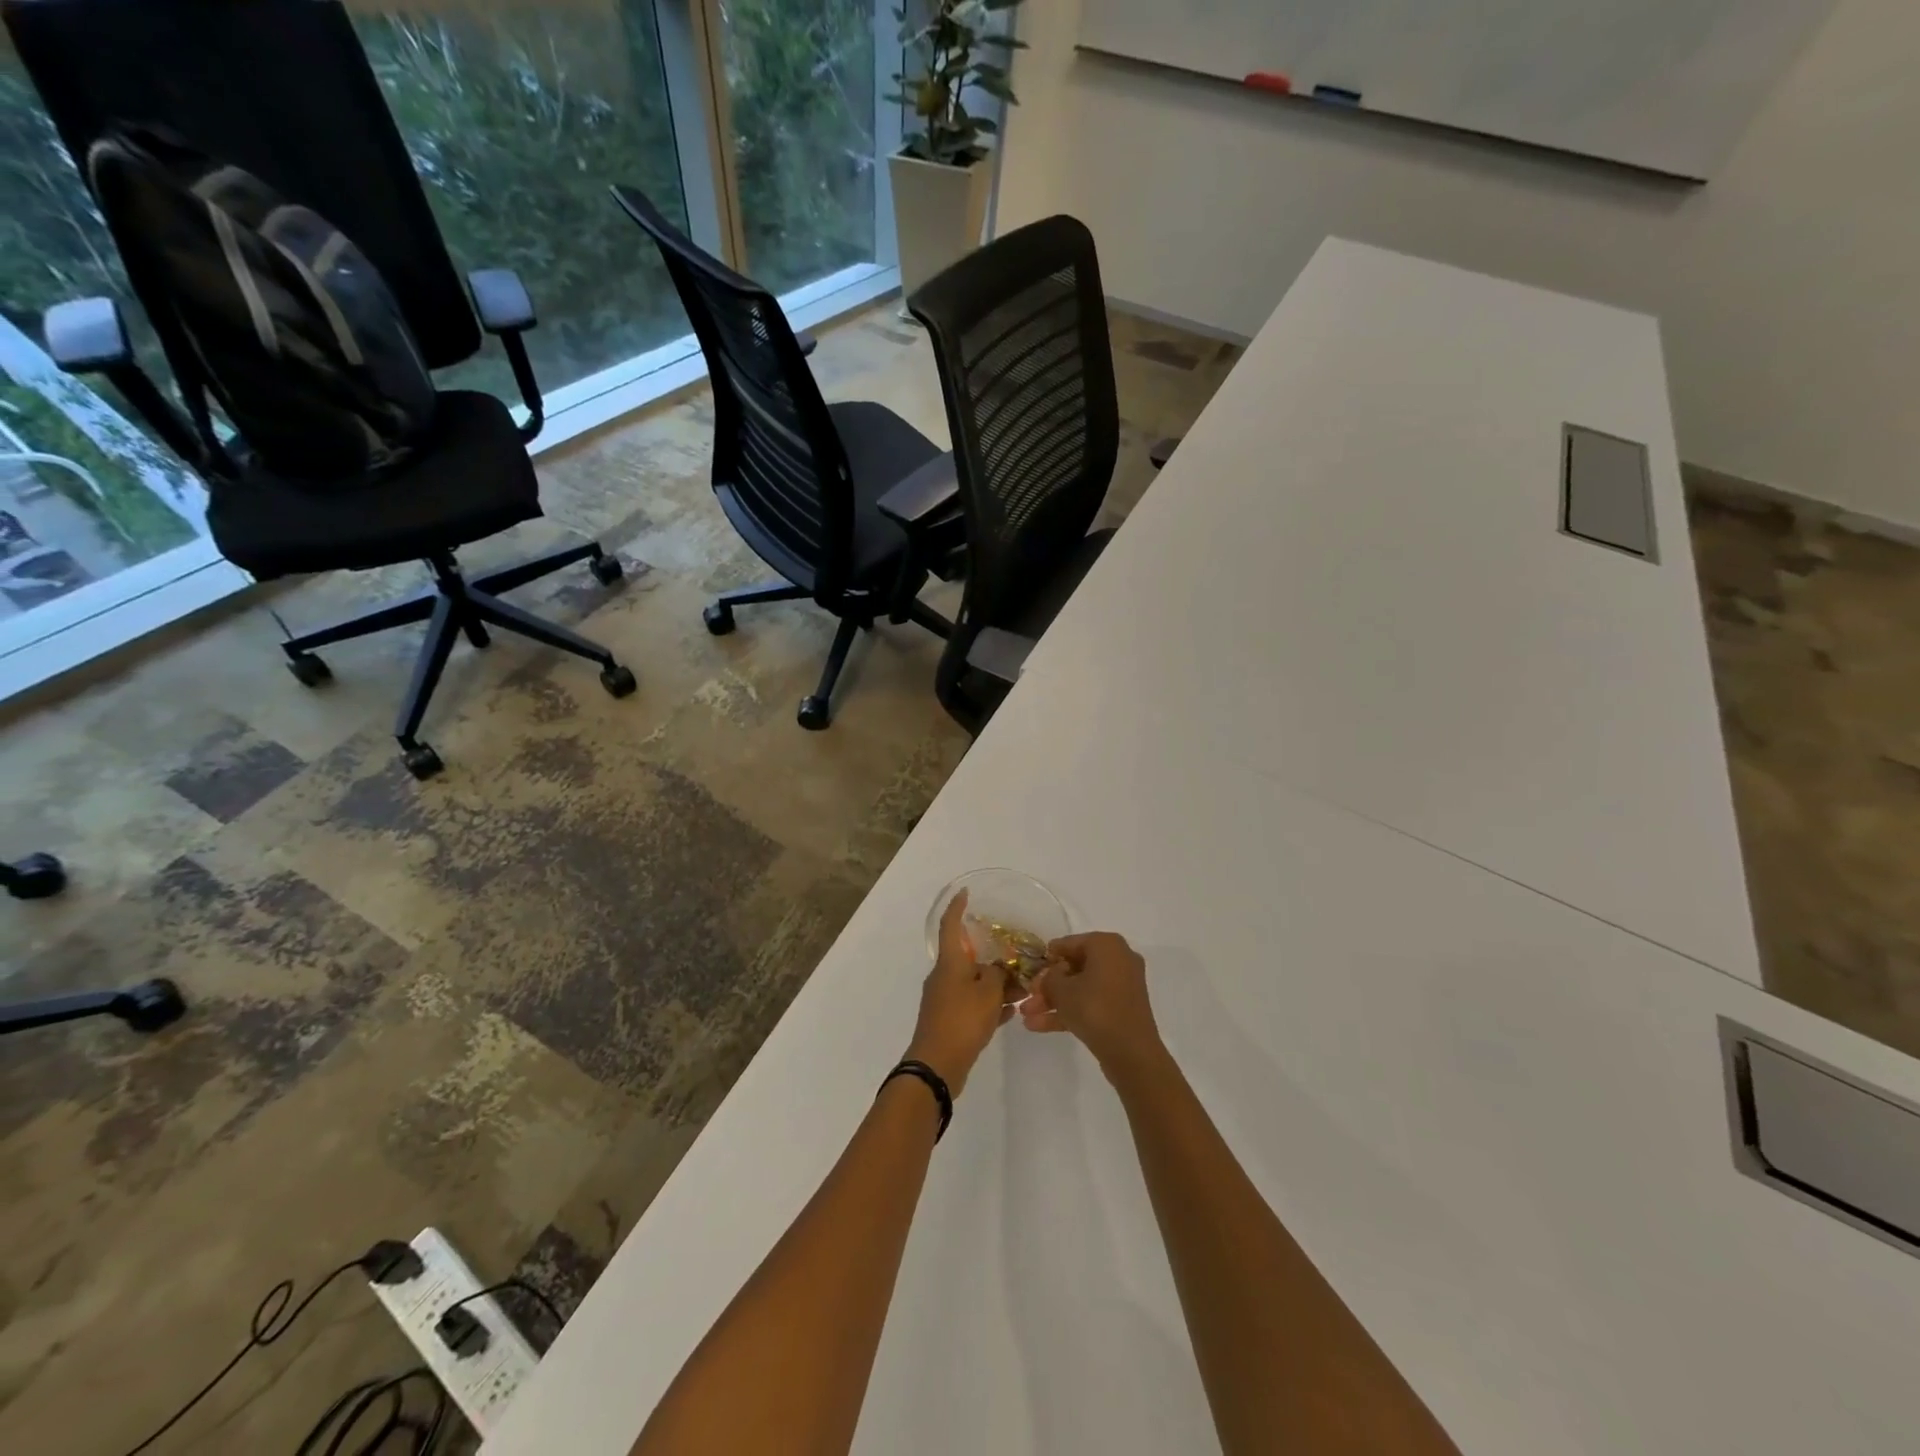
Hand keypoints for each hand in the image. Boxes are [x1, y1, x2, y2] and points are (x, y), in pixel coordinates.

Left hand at [905, 890, 1019, 1097]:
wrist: (938, 1065)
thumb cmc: (962, 1020)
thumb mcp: (988, 992)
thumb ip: (998, 974)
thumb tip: (998, 969)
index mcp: (950, 962)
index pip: (950, 925)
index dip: (957, 907)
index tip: (965, 893)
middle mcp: (944, 976)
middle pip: (968, 958)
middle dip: (993, 958)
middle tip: (1018, 958)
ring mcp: (945, 999)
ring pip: (974, 983)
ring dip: (996, 984)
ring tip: (1024, 989)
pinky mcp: (950, 1021)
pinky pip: (973, 1004)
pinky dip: (990, 1004)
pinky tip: (1012, 1012)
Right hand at [1019, 931, 1167, 1079]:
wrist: (1131, 1053)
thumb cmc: (1095, 1009)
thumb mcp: (1062, 990)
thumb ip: (1049, 978)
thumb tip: (1048, 976)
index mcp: (1107, 945)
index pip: (1069, 943)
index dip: (1047, 957)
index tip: (1029, 970)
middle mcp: (1118, 959)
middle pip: (1074, 968)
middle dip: (1047, 985)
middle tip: (1026, 997)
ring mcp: (1121, 986)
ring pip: (1081, 988)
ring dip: (1053, 1002)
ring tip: (1026, 1015)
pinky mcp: (1121, 1010)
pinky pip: (1091, 1004)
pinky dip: (1069, 1012)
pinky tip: (1038, 1026)